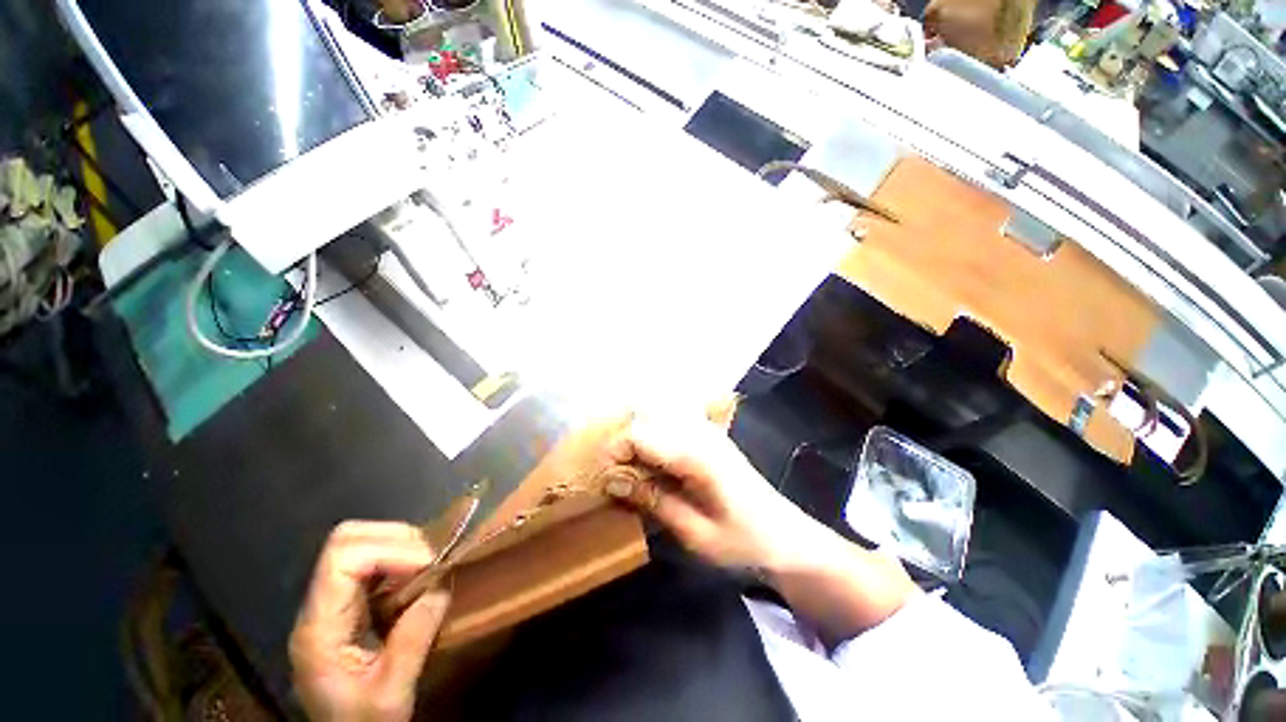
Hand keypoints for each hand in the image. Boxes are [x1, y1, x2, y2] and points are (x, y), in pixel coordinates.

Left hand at [290, 522, 450, 721]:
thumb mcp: (390, 695)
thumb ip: (412, 641)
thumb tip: (440, 587)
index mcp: (318, 629)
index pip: (342, 559)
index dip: (389, 550)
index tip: (428, 565)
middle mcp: (319, 607)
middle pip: (347, 539)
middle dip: (396, 539)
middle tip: (431, 560)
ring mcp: (332, 603)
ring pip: (360, 543)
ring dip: (401, 546)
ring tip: (428, 568)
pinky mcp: (348, 604)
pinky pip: (372, 562)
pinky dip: (401, 559)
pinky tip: (417, 579)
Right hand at [605, 412, 820, 571]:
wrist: (785, 537)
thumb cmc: (742, 541)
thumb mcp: (693, 532)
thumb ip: (652, 499)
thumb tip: (612, 479)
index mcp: (695, 455)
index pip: (640, 435)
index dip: (615, 453)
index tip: (607, 481)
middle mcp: (699, 433)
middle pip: (645, 421)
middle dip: (624, 447)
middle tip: (619, 480)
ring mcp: (706, 431)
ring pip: (657, 419)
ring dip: (639, 442)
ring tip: (635, 475)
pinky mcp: (710, 436)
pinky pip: (671, 426)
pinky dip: (655, 442)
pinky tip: (656, 468)